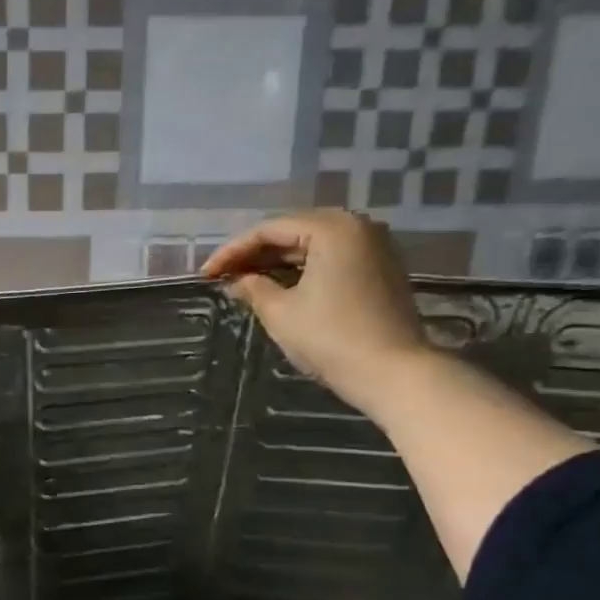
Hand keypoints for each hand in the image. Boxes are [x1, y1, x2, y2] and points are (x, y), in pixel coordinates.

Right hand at [200, 210, 434, 410]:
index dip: (232, 251)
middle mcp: (357, 226)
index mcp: (332, 228)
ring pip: (312, 245)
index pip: (270, 230)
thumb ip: (254, 288)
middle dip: (255, 253)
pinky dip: (302, 269)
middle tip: (223, 275)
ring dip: (277, 262)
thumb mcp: (281, 313)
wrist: (393, 373)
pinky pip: (331, 258)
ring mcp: (374, 247)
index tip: (206, 274)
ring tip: (245, 281)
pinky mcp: (380, 269)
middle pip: (293, 231)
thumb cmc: (331, 339)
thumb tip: (237, 280)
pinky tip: (279, 286)